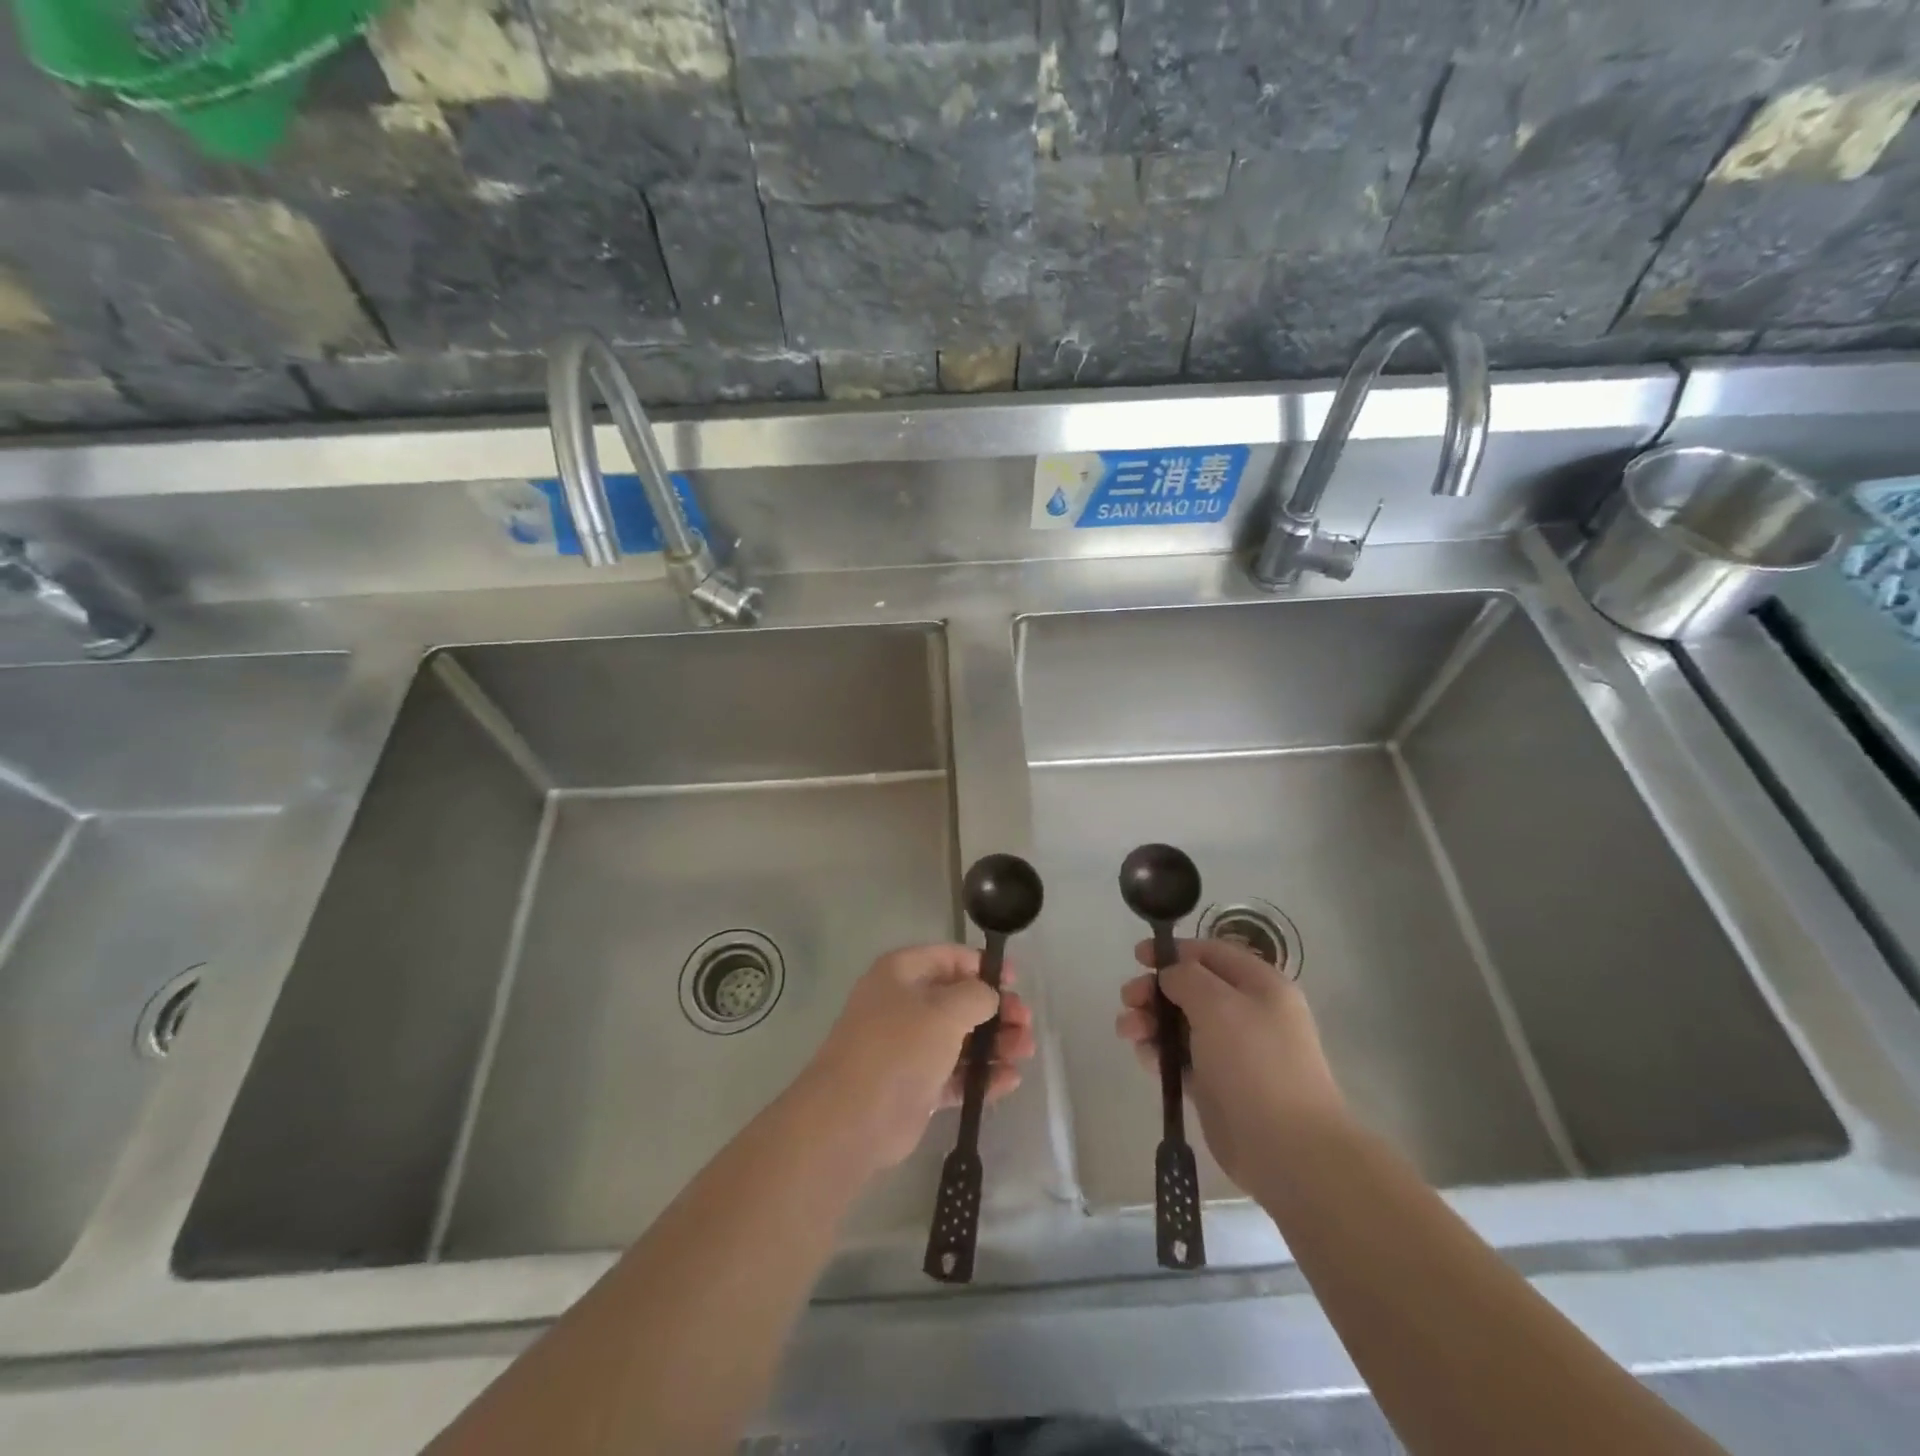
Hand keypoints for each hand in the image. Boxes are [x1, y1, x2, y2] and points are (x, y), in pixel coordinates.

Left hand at [804, 944, 1035, 1173]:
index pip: (949, 958)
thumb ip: (977, 996)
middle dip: (996, 1011)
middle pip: (959, 1001)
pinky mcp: (916, 1086)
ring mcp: (909, 1048)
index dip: (983, 967)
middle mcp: (904, 1005)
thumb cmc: (899, 1047)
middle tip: (1025, 1023)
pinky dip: (982, 1076)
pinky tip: (1010, 1080)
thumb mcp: (945, 1010)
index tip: (1014, 981)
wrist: (852, 1117)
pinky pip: (956, 1075)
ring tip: (1025, 1051)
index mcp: (902, 973)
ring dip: (995, 1044)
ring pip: (961, 1039)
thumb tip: (989, 996)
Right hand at [1115, 938, 1344, 1193]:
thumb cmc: (1255, 1063)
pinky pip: (1181, 1058)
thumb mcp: (1219, 1004)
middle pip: (1191, 988)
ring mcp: (1232, 1051)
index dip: (1174, 951)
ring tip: (1128, 1032)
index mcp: (1260, 986)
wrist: (1287, 1149)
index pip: (1212, 953)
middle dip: (1155, 990)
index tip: (1138, 957)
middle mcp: (1248, 1013)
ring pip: (1181, 1024)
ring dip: (1150, 1021)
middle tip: (1128, 999)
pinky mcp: (1217, 1085)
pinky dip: (1160, 1053)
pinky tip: (1145, 1057)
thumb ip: (1186, 977)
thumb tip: (1170, 976)